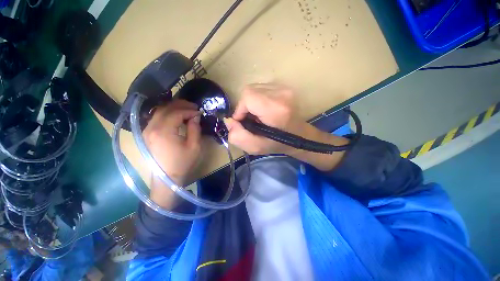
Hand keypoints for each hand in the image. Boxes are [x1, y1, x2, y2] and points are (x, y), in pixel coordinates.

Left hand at [142, 100, 201, 207]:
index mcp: (163, 132)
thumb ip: (195, 129)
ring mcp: (147, 130)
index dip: (189, 110)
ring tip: (186, 108)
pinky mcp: (147, 133)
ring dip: (173, 107)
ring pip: (159, 111)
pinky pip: (156, 117)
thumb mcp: (194, 146)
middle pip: (165, 109)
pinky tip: (176, 114)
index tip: (199, 112)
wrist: (167, 178)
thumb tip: (195, 116)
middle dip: (181, 105)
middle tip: (194, 106)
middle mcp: (151, 128)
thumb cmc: (183, 163)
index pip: (176, 113)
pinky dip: (167, 113)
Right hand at [226, 83, 349, 170]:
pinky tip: (264, 109)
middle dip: (245, 106)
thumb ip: (239, 137)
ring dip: (251, 102)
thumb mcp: (256, 147)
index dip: (240, 109)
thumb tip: (229, 121)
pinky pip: (262, 88)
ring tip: (258, 115)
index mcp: (276, 110)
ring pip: (255, 88)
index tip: (243, 121)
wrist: (300, 136)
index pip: (248, 96)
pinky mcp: (285, 87)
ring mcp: (285, 88)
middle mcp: (282, 94)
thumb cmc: (279, 144)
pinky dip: (258, 99)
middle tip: (251, 119)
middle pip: (250, 90)